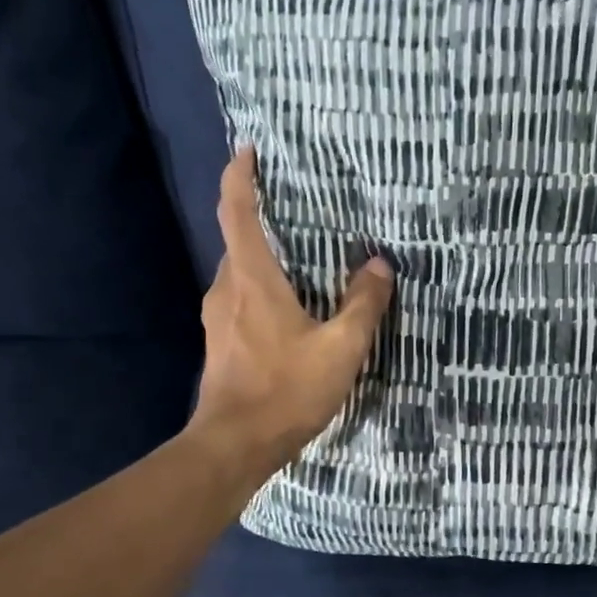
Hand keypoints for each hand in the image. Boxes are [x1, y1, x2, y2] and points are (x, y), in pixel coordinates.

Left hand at [187, 147, 394, 481]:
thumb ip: (363, 304)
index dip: (240, 176)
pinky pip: (241, 296)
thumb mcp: (340, 348)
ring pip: (240, 271)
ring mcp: (218, 317)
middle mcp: (227, 289)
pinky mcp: (221, 342)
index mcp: (252, 279)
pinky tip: (290, 303)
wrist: (234, 445)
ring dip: (264, 254)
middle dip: (260, 215)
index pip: (236, 211)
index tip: (250, 150)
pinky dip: (262, 285)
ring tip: (302, 253)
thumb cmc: (286, 390)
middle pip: (238, 238)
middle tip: (299, 205)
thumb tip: (378, 264)